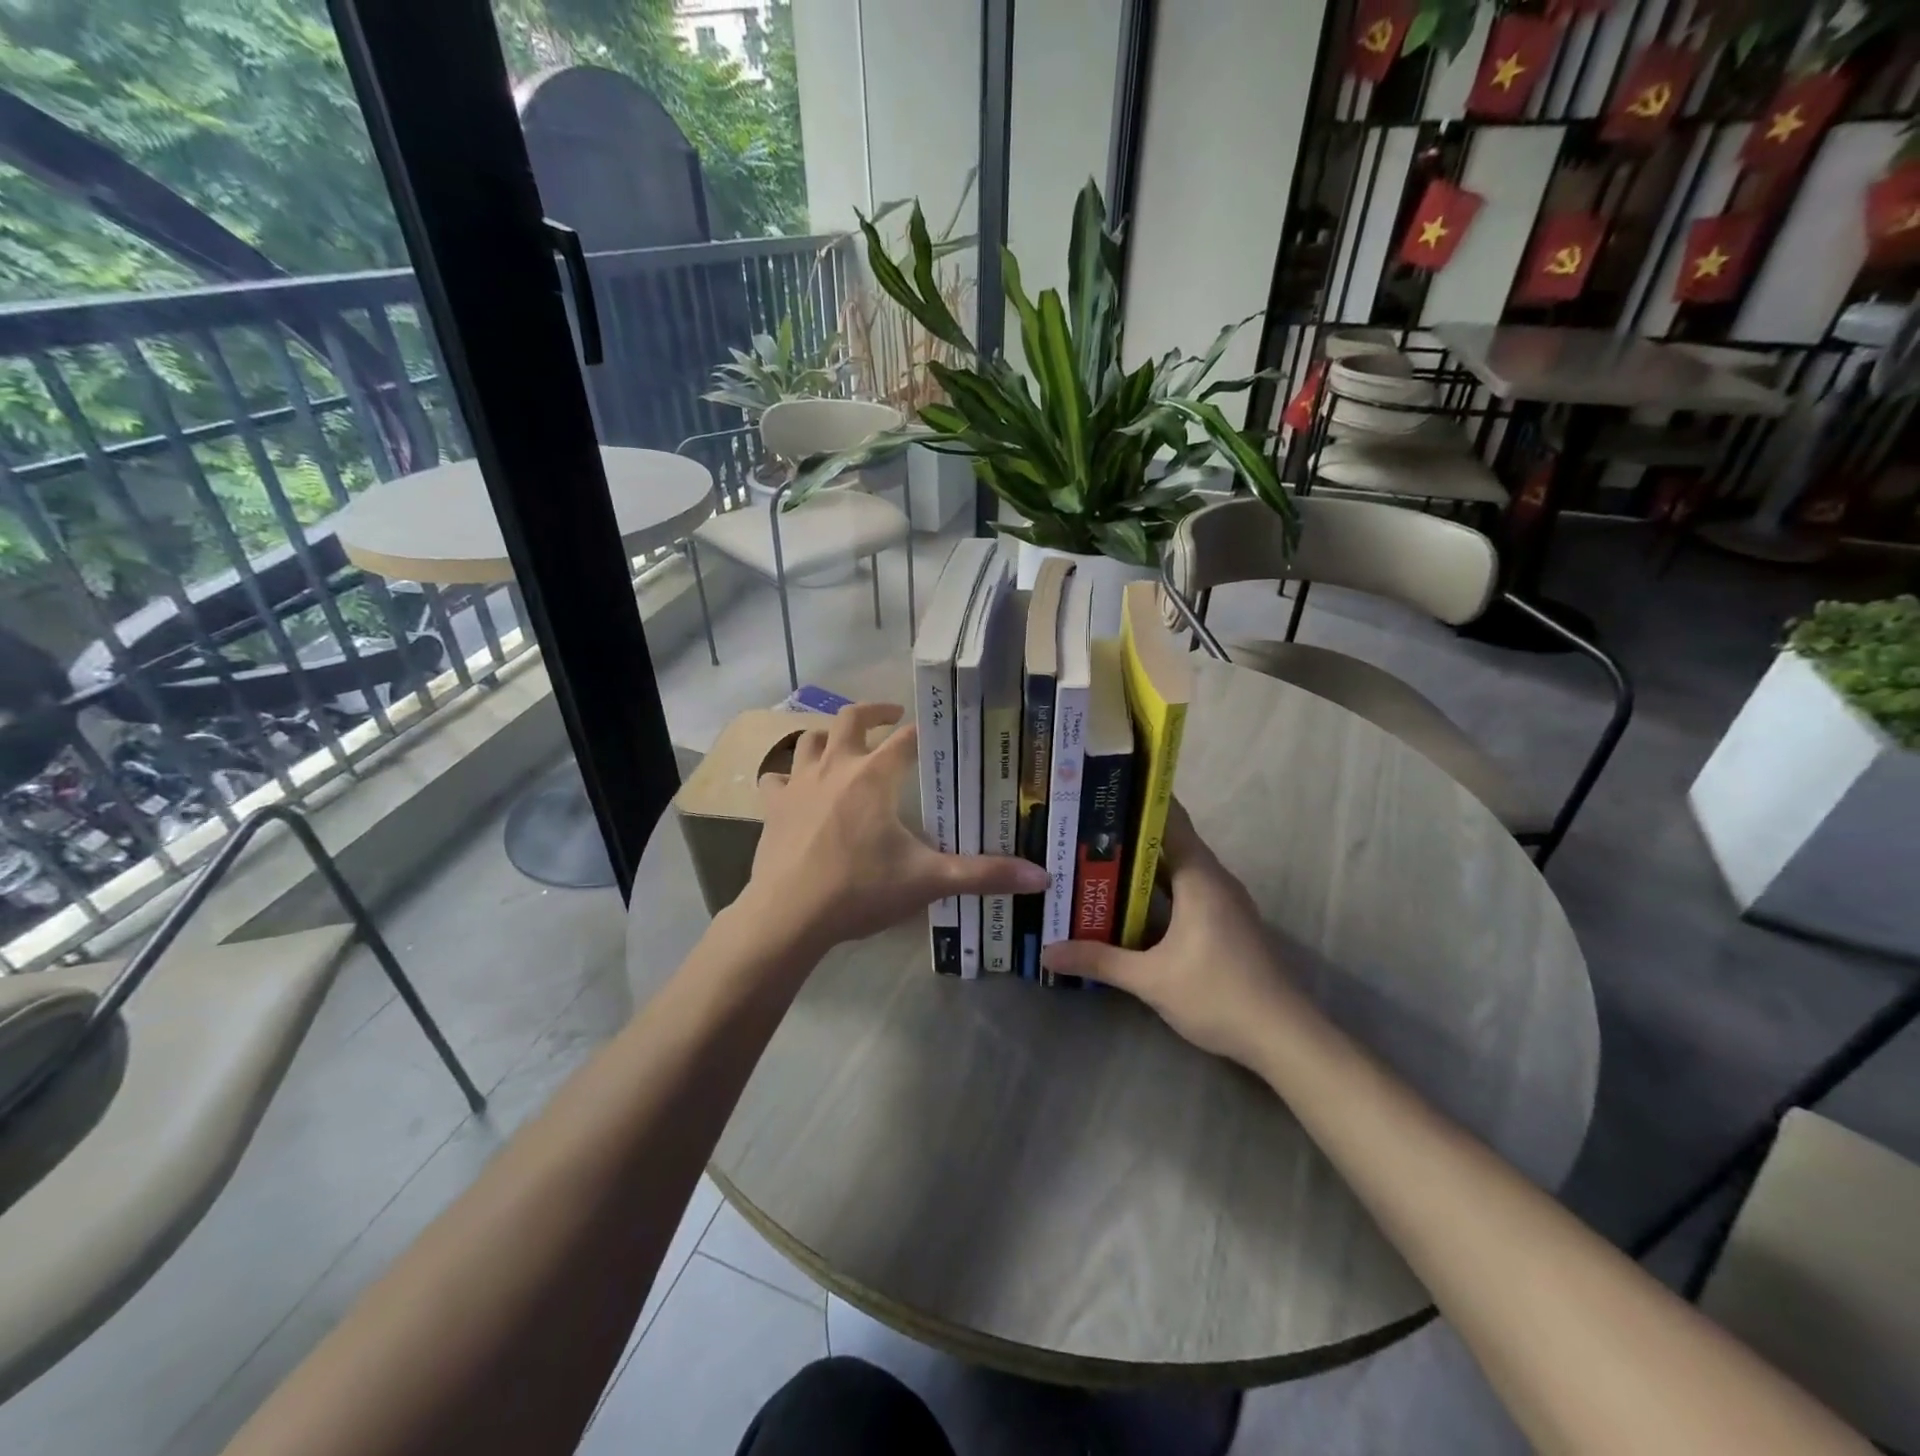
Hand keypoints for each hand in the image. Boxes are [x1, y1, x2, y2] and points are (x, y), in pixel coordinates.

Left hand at [739, 702, 1048, 956]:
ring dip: (829, 736)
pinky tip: (795, 787)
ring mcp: (798, 784)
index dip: (925, 730)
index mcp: (874, 775)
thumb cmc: (859, 890)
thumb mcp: (928, 882)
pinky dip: (787, 775)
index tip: (940, 730)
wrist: (787, 916)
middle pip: (851, 719)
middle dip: (874, 710)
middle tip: (892, 714)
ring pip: (810, 740)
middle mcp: (835, 767)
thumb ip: (984, 874)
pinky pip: (776, 777)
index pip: (907, 738)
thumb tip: (1042, 877)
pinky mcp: (772, 806)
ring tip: (845, 744)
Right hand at [1040, 802, 1298, 1068]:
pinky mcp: (1226, 922)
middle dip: (1127, 834)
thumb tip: (1048, 951)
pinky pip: (1186, 889)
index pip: (1169, 820)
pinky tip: (1128, 902)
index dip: (1137, 800)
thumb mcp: (1150, 980)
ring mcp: (1224, 901)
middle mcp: (1214, 879)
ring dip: (1141, 865)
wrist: (1283, 1036)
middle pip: (1169, 842)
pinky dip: (1157, 888)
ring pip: (1177, 869)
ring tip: (1095, 858)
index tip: (1102, 789)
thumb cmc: (1218, 995)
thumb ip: (1099, 960)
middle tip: (1082, 827)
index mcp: (1200, 877)